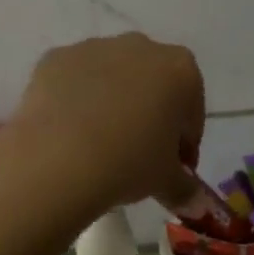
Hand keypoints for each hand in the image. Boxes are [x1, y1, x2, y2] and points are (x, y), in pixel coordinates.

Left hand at [0, 34, 204, 216]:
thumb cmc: (128, 163)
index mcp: (180, 70)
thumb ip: (186, 189)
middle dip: (150, 114)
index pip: (191, 110)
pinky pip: (73, 80)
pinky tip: (67, 132)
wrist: (57, 159)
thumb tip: (198, 207)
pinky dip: (75, 100)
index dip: (184, 141)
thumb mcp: (165, 182)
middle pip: (152, 84)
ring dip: (111, 102)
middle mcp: (140, 47)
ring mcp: (93, 47)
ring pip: (111, 77)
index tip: (175, 167)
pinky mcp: (55, 58)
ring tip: (97, 144)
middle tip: (138, 154)